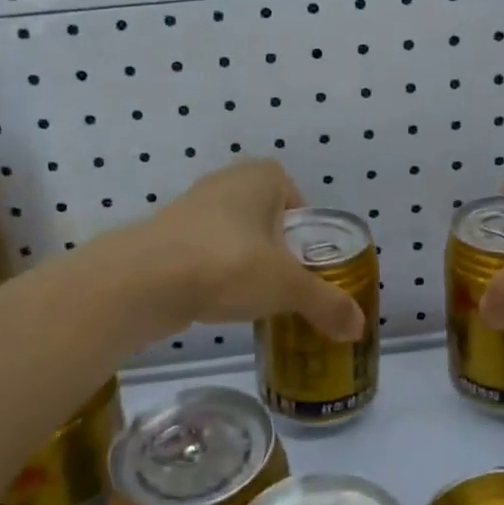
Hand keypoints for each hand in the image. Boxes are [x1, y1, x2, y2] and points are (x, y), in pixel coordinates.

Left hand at [144, 159, 364, 339]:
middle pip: (266, 218)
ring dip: (244, 262)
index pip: (297, 199)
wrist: (145, 280)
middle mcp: (227, 181)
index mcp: (262, 176)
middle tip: (286, 285)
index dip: (305, 233)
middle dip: (277, 250)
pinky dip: (215, 273)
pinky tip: (219, 301)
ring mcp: (192, 206)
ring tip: (254, 298)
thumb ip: (326, 304)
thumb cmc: (229, 263)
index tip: (307, 265)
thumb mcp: (288, 287)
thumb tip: (358, 328)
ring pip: (234, 235)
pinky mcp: (167, 236)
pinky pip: (205, 252)